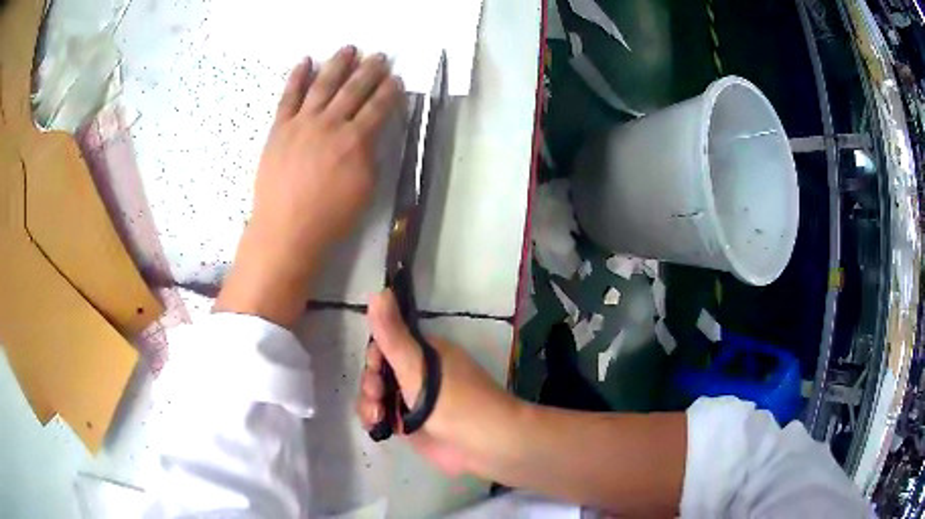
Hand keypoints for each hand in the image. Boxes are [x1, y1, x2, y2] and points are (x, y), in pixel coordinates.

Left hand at [251, 46, 402, 253]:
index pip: (378, 107)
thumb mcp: (364, 189)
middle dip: (369, 70)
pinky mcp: (280, 128)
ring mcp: (302, 122)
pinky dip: (297, 76)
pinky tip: (305, 61)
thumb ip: (370, 156)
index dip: (389, 91)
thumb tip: (371, 134)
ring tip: (348, 48)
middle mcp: (330, 123)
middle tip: (379, 55)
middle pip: (353, 89)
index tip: (396, 78)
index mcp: (355, 141)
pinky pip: (289, 96)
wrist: (286, 230)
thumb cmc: (330, 216)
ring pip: (323, 84)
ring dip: (338, 64)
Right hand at [357, 290, 523, 475]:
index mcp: (423, 352)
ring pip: (377, 394)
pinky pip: (383, 415)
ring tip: (377, 417)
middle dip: (370, 383)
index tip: (375, 367)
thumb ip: (393, 333)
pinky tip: (377, 428)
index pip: (386, 343)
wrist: (484, 444)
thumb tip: (379, 290)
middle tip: (378, 396)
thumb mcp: (417, 365)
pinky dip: (375, 419)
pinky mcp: (411, 424)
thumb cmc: (453, 400)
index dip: (374, 355)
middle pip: (378, 370)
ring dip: (369, 403)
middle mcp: (417, 373)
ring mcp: (413, 400)